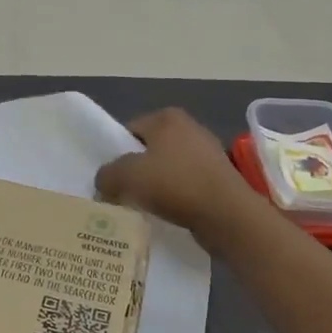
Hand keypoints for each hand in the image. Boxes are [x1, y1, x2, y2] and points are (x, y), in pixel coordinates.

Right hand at [95, 108, 252, 239]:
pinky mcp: (219, 178)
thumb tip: (105, 183)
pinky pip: (185, 185)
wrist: (227, 215)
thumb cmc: (174, 184)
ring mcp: (208, 153)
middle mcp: (190, 128)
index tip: (111, 177)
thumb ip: (106, 175)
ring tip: (143, 207)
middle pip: (148, 150)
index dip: (116, 153)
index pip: (129, 130)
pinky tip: (167, 213)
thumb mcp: (125, 176)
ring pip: (167, 169)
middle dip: (135, 171)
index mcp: (167, 117)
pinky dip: (174, 198)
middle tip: (122, 193)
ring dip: (154, 186)